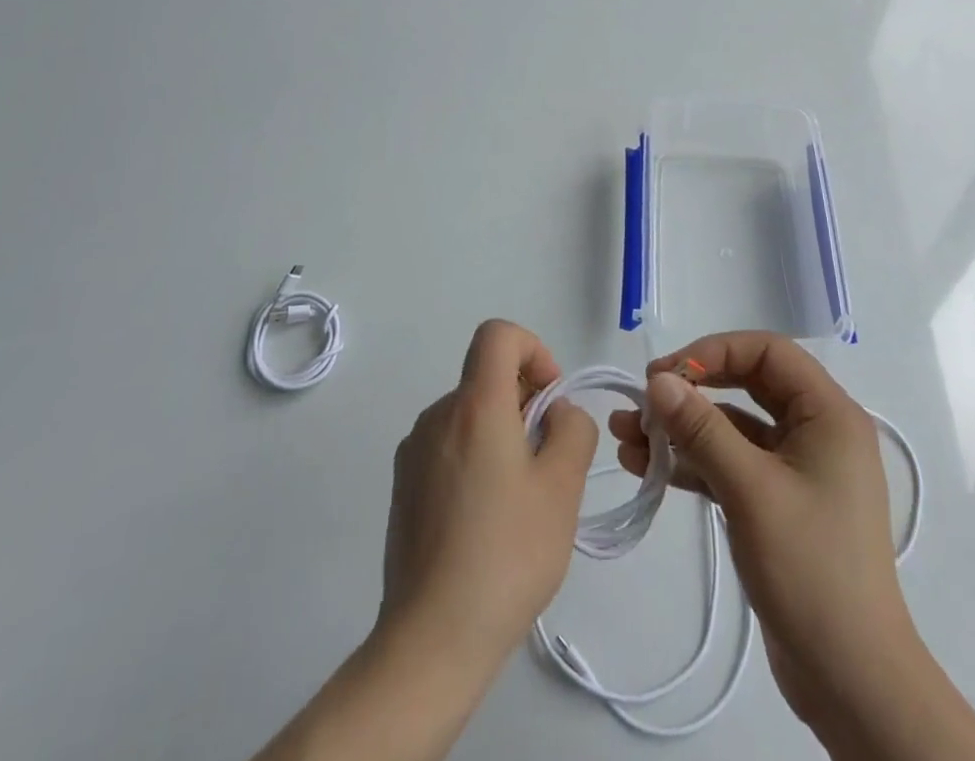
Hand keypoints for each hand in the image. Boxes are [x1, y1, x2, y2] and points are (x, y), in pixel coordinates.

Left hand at [379, 319, 597, 673]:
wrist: (431, 640)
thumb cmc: (506, 554)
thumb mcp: (562, 487)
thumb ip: (572, 430)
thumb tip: (556, 414)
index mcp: (474, 405)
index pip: (498, 335)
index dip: (533, 350)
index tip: (550, 401)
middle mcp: (437, 416)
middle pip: (487, 379)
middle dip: (525, 405)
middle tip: (548, 465)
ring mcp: (413, 453)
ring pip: (470, 417)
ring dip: (502, 437)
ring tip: (520, 502)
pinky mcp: (402, 488)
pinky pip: (449, 449)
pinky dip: (476, 461)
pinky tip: (487, 523)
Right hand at [609, 333, 919, 745]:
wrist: (851, 681)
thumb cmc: (810, 569)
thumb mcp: (750, 490)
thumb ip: (702, 429)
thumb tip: (658, 381)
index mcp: (828, 413)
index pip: (767, 351)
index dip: (713, 352)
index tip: (665, 374)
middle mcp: (816, 430)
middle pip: (747, 384)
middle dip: (691, 390)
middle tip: (643, 401)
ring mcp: (798, 468)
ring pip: (733, 427)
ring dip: (683, 429)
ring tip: (626, 436)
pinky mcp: (779, 503)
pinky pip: (732, 464)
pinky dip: (694, 463)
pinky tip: (647, 468)